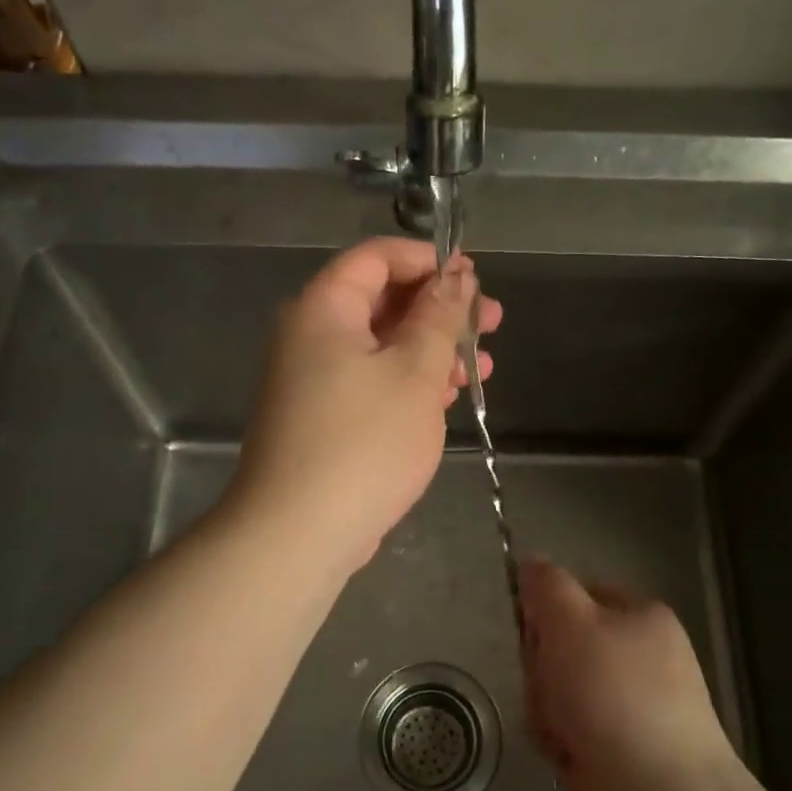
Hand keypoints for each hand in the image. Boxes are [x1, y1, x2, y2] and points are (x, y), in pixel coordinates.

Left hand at [230, 238, 501, 574]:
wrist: (299, 532)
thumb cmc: (364, 442)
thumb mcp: (415, 372)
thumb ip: (438, 318)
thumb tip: (454, 278)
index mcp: (324, 309)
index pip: (376, 258)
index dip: (428, 260)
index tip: (474, 277)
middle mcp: (312, 336)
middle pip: (382, 301)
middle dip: (440, 309)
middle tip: (492, 322)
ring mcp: (315, 380)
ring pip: (382, 346)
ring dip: (433, 350)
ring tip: (482, 367)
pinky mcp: (325, 418)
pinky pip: (372, 382)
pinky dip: (411, 382)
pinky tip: (450, 397)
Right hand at [519, 560, 738, 790]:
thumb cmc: (613, 693)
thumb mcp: (571, 622)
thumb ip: (546, 586)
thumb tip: (531, 563)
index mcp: (641, 616)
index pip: (578, 594)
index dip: (547, 612)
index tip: (535, 632)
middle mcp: (640, 656)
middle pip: (563, 643)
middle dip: (544, 667)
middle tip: (550, 685)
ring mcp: (630, 704)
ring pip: (560, 688)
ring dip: (547, 706)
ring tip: (561, 728)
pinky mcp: (618, 747)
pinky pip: (569, 727)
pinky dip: (560, 739)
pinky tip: (567, 754)